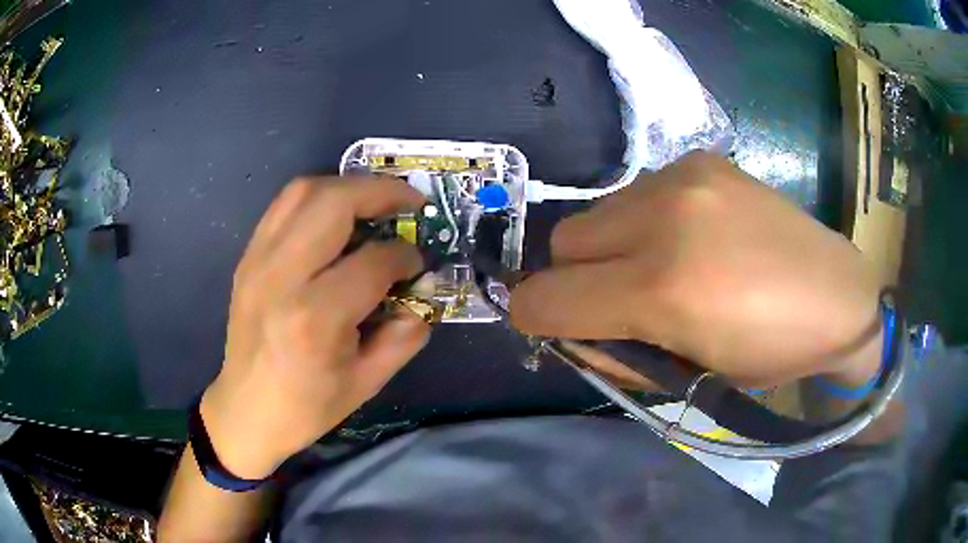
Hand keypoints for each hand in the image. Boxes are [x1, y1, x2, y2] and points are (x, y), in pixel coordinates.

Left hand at [201, 177, 429, 478]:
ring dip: (348, 185)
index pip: (374, 261)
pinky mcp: (248, 257)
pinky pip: (284, 206)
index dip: (406, 256)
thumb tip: (423, 289)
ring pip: (304, 191)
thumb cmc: (307, 406)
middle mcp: (282, 276)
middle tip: (410, 201)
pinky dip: (318, 198)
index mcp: (315, 318)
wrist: (246, 410)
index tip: (418, 264)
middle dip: (382, 192)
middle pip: (334, 202)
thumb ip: (405, 332)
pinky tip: (336, 215)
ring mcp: (258, 261)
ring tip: (376, 200)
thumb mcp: (368, 382)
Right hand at [511, 152, 881, 388]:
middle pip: (563, 242)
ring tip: (661, 266)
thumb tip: (568, 329)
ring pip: (597, 214)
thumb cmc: (769, 354)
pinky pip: (636, 193)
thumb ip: (615, 351)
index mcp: (664, 288)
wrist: (838, 296)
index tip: (550, 327)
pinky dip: (642, 222)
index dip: (535, 318)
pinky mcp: (699, 160)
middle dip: (574, 279)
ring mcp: (683, 177)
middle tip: (618, 301)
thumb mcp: (688, 377)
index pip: (548, 298)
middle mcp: (664, 217)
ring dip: (609, 248)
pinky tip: (689, 237)